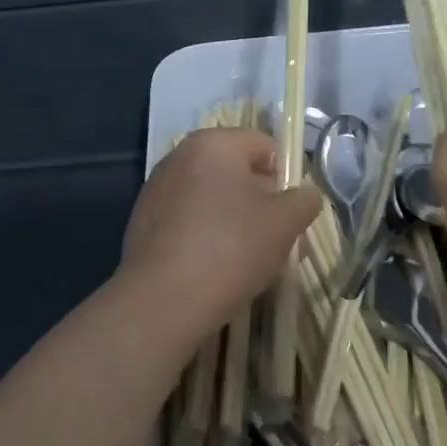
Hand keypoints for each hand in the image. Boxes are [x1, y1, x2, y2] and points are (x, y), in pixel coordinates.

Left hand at [120, 128, 321, 339]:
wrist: (162, 301)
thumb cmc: (230, 248)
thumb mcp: (284, 223)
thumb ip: (303, 201)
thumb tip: (304, 195)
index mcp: (213, 143)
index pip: (263, 145)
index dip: (286, 175)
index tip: (292, 211)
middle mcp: (179, 157)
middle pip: (234, 171)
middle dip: (259, 200)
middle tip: (276, 238)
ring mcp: (156, 190)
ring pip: (210, 198)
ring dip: (233, 219)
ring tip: (247, 259)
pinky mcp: (142, 223)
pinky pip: (187, 221)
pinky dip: (205, 236)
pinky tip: (215, 269)